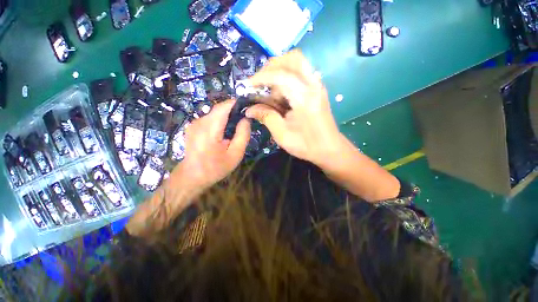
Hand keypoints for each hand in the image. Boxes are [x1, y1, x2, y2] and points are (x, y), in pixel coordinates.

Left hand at [172, 100, 250, 191]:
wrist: (192, 176)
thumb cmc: (215, 168)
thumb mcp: (235, 154)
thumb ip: (242, 135)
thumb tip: (246, 119)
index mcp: (210, 130)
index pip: (223, 107)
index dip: (236, 103)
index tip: (247, 107)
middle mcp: (199, 122)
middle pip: (219, 109)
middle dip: (233, 111)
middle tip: (243, 120)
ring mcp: (194, 123)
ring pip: (214, 113)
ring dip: (226, 116)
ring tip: (234, 128)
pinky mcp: (193, 126)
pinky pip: (209, 118)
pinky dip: (219, 121)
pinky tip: (223, 132)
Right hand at [245, 50, 343, 166]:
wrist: (329, 148)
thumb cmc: (306, 145)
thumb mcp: (282, 134)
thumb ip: (266, 117)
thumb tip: (249, 109)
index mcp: (305, 98)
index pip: (281, 75)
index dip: (261, 77)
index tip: (247, 85)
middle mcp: (313, 85)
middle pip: (293, 58)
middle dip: (272, 66)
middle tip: (260, 82)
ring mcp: (317, 85)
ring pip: (297, 62)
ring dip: (280, 70)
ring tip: (270, 90)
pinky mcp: (317, 88)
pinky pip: (301, 72)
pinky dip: (287, 76)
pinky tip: (281, 93)